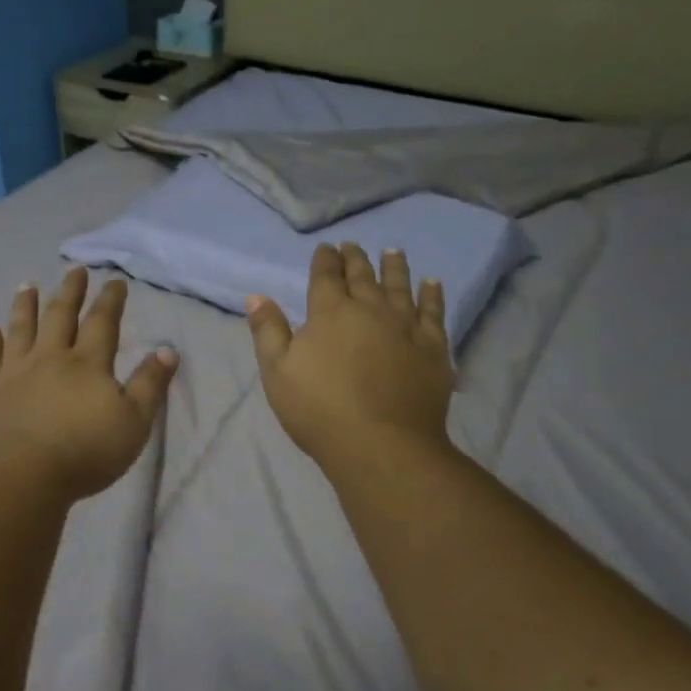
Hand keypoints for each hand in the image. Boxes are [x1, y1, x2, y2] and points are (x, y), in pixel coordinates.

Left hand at [0, 267, 177, 500]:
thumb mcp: (134, 422)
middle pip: (60, 315)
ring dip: (25, 304)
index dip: (110, 300)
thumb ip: (150, 384)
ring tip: (27, 285)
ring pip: (21, 328)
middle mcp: (50, 357)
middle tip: (74, 270)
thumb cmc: (85, 451)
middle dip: (70, 291)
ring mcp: (15, 371)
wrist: (20, 473)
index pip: (102, 322)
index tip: (115, 281)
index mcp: (88, 363)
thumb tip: (168, 349)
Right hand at [247, 244, 454, 475]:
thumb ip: (268, 331)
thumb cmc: (319, 409)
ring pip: (400, 287)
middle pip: (363, 276)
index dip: (325, 260)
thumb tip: (257, 296)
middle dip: (356, 259)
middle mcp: (370, 309)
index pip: (326, 276)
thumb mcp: (277, 372)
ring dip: (394, 267)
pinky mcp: (433, 347)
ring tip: (393, 252)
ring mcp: (405, 326)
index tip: (326, 248)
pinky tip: (433, 284)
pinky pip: (434, 312)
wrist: (381, 444)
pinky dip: (433, 295)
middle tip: (353, 245)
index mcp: (330, 312)